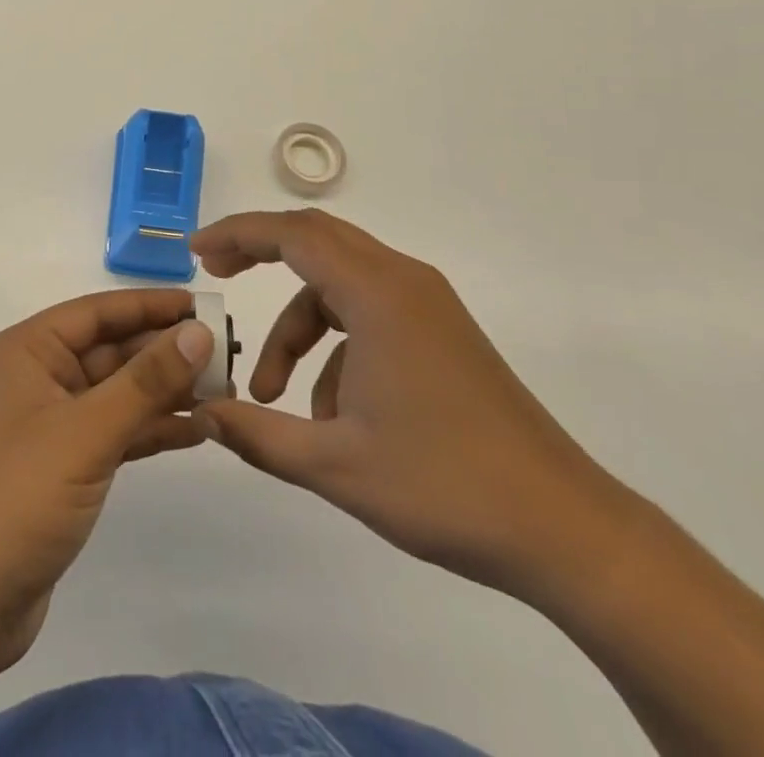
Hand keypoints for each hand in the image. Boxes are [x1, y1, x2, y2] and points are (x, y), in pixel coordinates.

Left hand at [0, 289, 214, 673]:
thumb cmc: (20, 496)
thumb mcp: (88, 431)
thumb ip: (146, 380)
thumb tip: (197, 332)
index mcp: (28, 351)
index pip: (97, 312)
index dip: (149, 305)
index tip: (202, 305)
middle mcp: (37, 376)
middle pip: (110, 350)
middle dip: (164, 352)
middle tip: (225, 354)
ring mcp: (50, 422)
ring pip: (117, 392)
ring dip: (164, 392)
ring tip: (223, 392)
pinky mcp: (63, 464)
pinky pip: (115, 430)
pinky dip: (151, 428)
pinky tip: (196, 431)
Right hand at [190, 210, 633, 599]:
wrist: (565, 529)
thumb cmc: (444, 486)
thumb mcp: (334, 466)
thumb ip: (258, 435)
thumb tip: (203, 413)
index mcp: (377, 294)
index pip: (292, 234)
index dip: (238, 234)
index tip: (197, 252)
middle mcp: (403, 281)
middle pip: (316, 241)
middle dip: (260, 254)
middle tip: (216, 275)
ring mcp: (427, 305)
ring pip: (339, 285)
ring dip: (298, 326)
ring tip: (276, 398)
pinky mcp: (441, 332)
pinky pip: (369, 313)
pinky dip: (335, 346)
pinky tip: (332, 414)